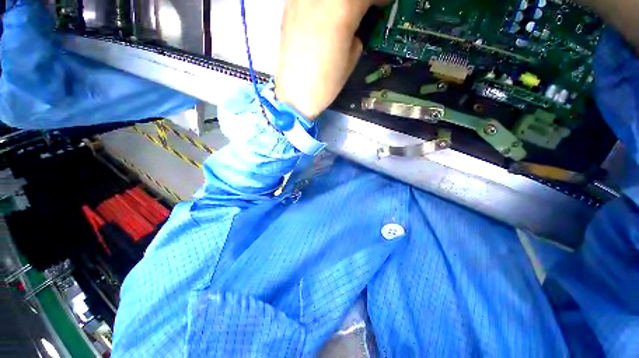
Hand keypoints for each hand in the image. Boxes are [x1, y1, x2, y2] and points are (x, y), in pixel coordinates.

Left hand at [275, 0, 388, 119]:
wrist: (294, 95)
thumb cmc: (325, 84)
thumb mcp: (351, 59)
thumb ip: (357, 34)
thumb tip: (356, 26)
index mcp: (342, 9)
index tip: (382, 5)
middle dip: (359, 1)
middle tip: (363, 10)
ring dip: (340, 3)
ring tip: (343, 15)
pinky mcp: (289, 8)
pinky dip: (322, 5)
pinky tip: (323, 16)